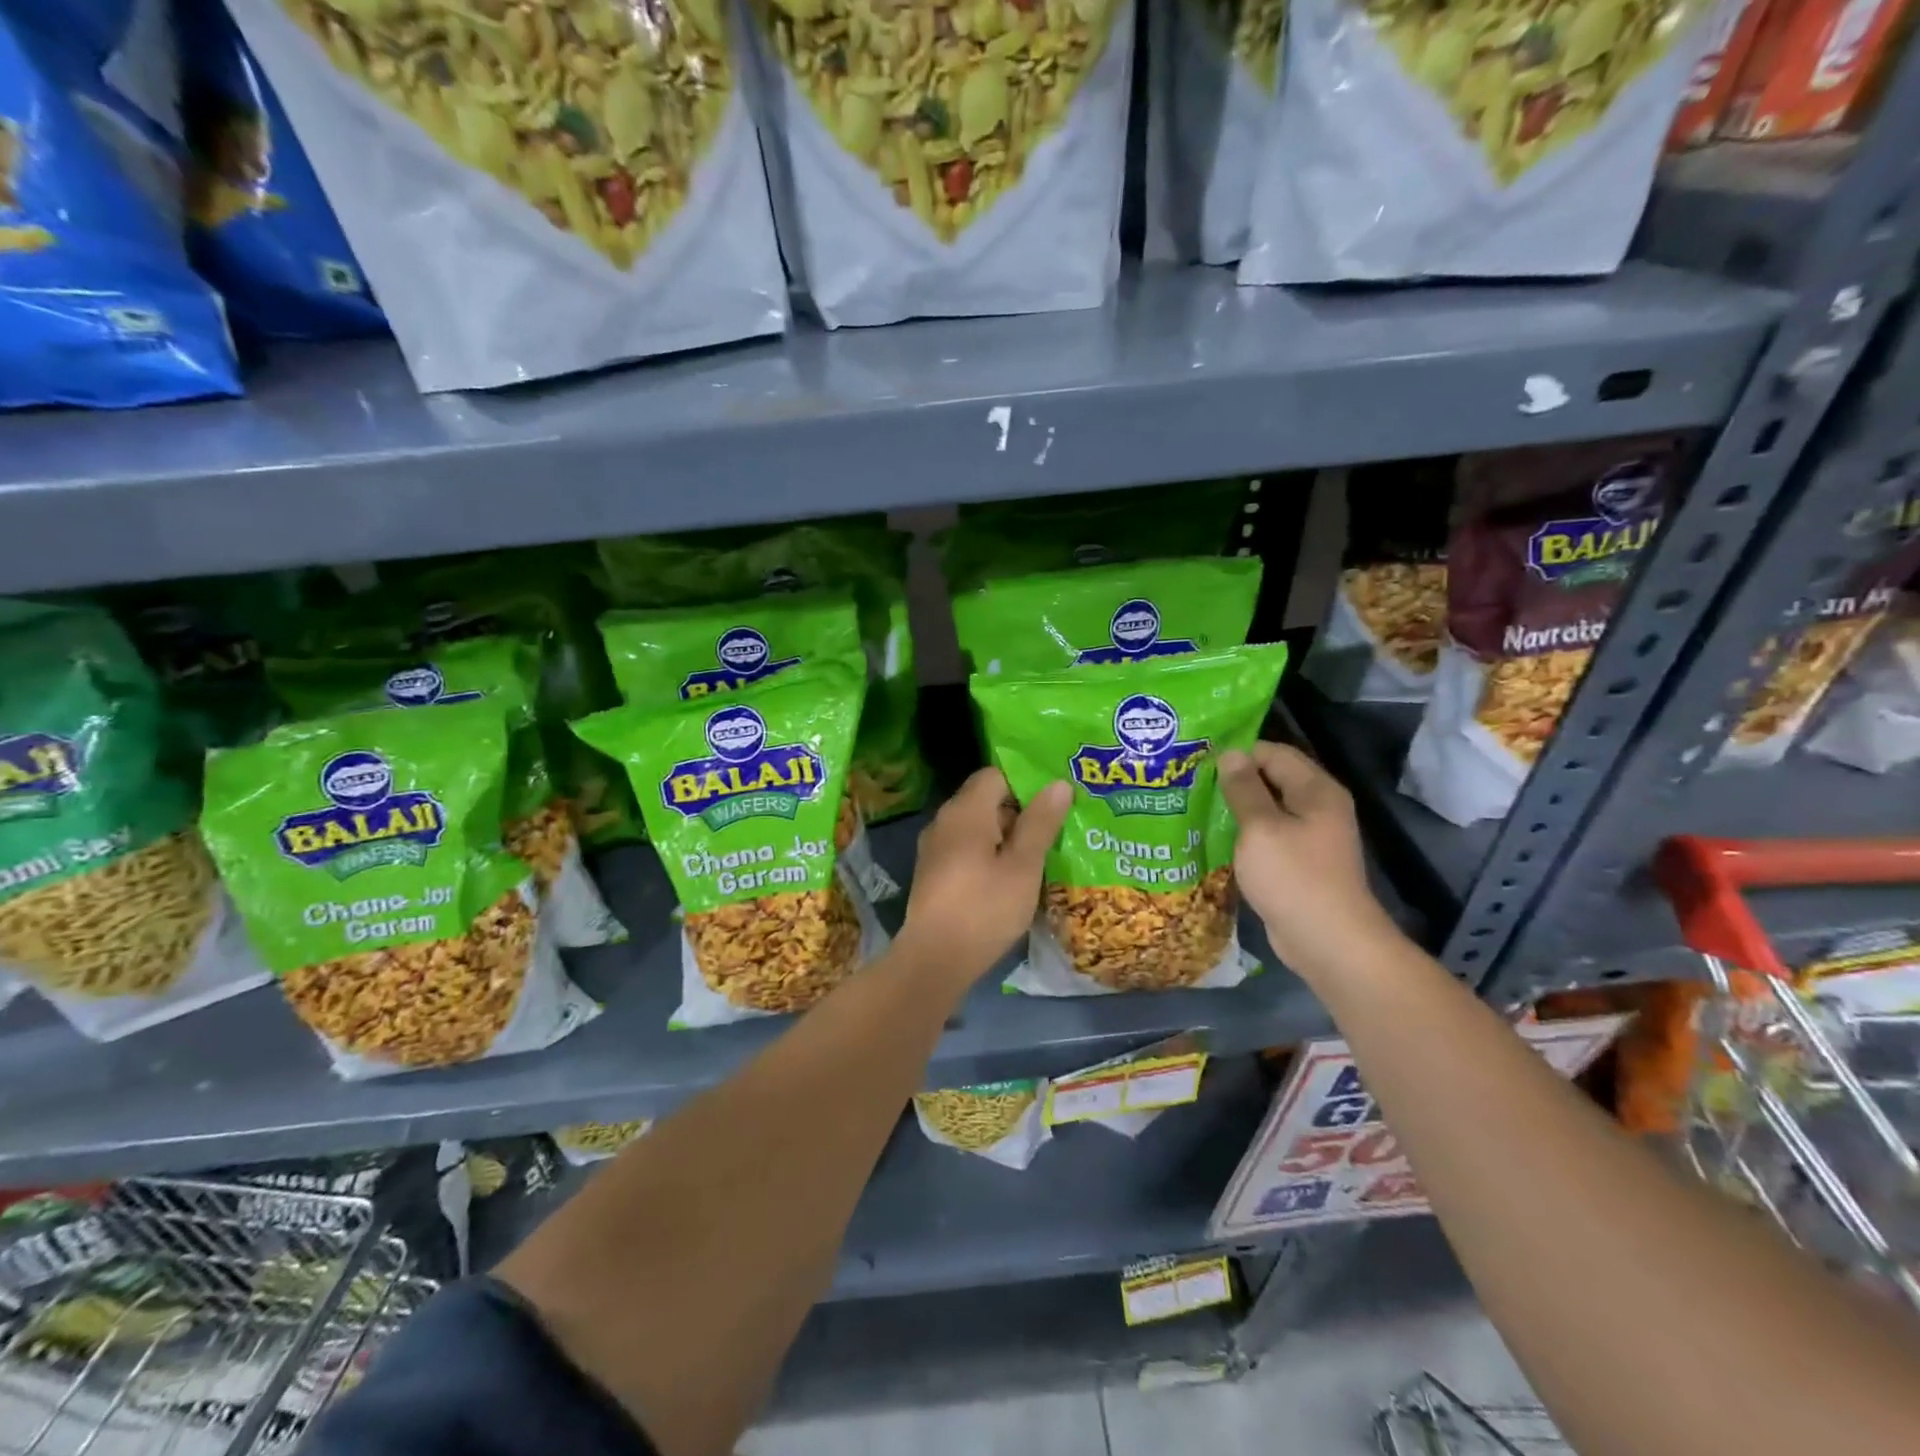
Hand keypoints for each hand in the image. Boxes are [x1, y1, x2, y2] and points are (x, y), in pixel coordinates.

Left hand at [900, 768, 1070, 982]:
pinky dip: (988, 853)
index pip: (996, 774)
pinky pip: (965, 848)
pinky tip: (1010, 876)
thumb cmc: (984, 908)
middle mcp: (944, 820)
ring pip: (976, 827)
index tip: (1055, 799)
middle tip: (1056, 827)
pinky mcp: (933, 872)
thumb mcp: (1023, 866)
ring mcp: (934, 847)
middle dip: (1020, 810)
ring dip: (1006, 835)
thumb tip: (1058, 783)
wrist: (934, 959)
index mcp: (965, 810)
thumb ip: (1040, 822)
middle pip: (986, 799)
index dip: (1027, 782)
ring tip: (1040, 853)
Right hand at [1217, 742, 1403, 981]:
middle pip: (1271, 779)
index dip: (1237, 753)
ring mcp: (1310, 837)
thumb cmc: (1294, 878)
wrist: (1328, 942)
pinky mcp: (1299, 863)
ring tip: (1195, 807)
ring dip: (1235, 809)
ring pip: (1267, 810)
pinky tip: (1214, 839)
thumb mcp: (1261, 828)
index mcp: (1315, 791)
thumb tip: (1230, 754)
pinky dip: (1244, 834)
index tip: (1198, 762)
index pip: (1273, 753)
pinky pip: (1268, 836)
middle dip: (1233, 780)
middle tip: (1190, 783)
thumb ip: (1244, 789)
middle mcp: (1318, 807)